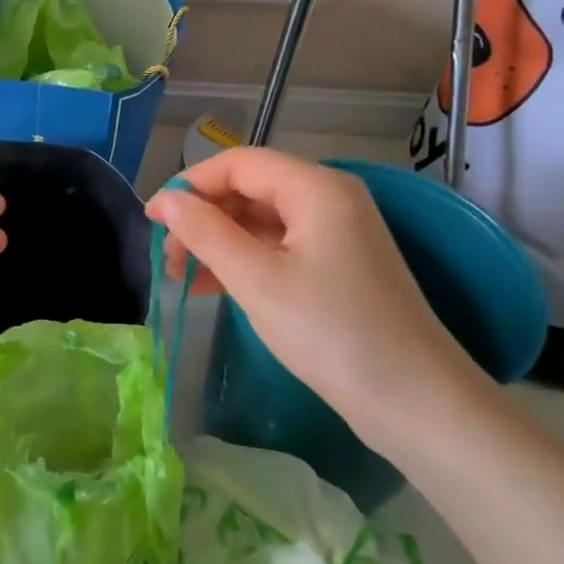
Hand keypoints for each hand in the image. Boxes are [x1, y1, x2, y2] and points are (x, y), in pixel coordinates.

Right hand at [146, 148, 482, 455]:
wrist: (412, 400)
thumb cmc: (330, 332)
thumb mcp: (256, 280)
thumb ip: (206, 233)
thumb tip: (166, 201)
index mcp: (316, 187)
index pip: (238, 163)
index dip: (189, 184)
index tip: (151, 219)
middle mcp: (329, 198)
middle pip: (250, 189)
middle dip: (202, 217)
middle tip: (166, 258)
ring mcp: (336, 233)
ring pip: (261, 221)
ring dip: (218, 241)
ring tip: (180, 277)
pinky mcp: (337, 266)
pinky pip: (278, 247)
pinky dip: (243, 261)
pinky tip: (211, 286)